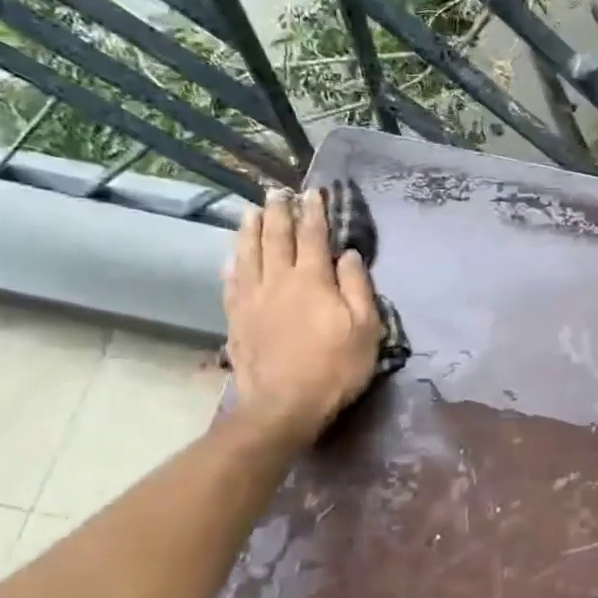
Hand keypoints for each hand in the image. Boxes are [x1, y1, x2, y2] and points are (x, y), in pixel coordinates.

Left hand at [222, 189, 382, 447]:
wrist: (284, 406)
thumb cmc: (335, 367)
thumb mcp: (365, 329)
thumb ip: (358, 287)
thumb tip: (348, 255)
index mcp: (312, 280)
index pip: (313, 236)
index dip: (314, 212)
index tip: (313, 192)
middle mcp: (278, 280)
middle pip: (275, 237)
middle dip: (279, 211)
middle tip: (277, 191)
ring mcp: (252, 299)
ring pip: (248, 254)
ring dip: (250, 229)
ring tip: (252, 211)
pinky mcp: (237, 319)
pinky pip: (231, 282)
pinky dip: (233, 263)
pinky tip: (231, 256)